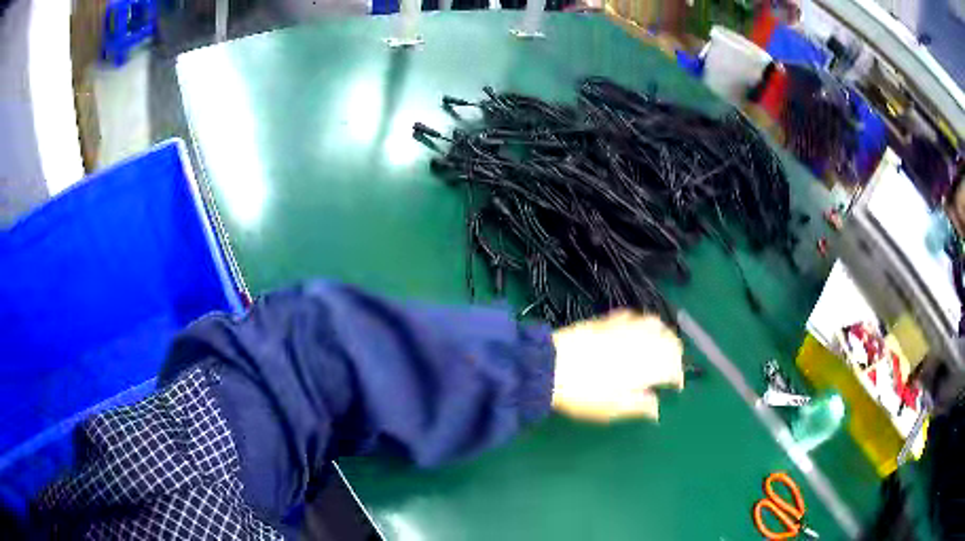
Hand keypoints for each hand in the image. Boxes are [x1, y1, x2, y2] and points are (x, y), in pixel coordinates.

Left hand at [550, 310, 683, 422]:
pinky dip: (642, 322)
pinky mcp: (607, 320)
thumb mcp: (613, 409)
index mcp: (648, 365)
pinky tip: (637, 329)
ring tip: (661, 344)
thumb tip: (656, 410)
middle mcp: (642, 342)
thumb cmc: (585, 394)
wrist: (551, 366)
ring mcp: (625, 328)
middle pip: (670, 341)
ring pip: (655, 323)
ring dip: (663, 334)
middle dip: (676, 353)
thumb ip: (640, 407)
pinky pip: (633, 316)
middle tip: (672, 365)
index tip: (675, 387)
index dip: (677, 377)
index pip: (674, 367)